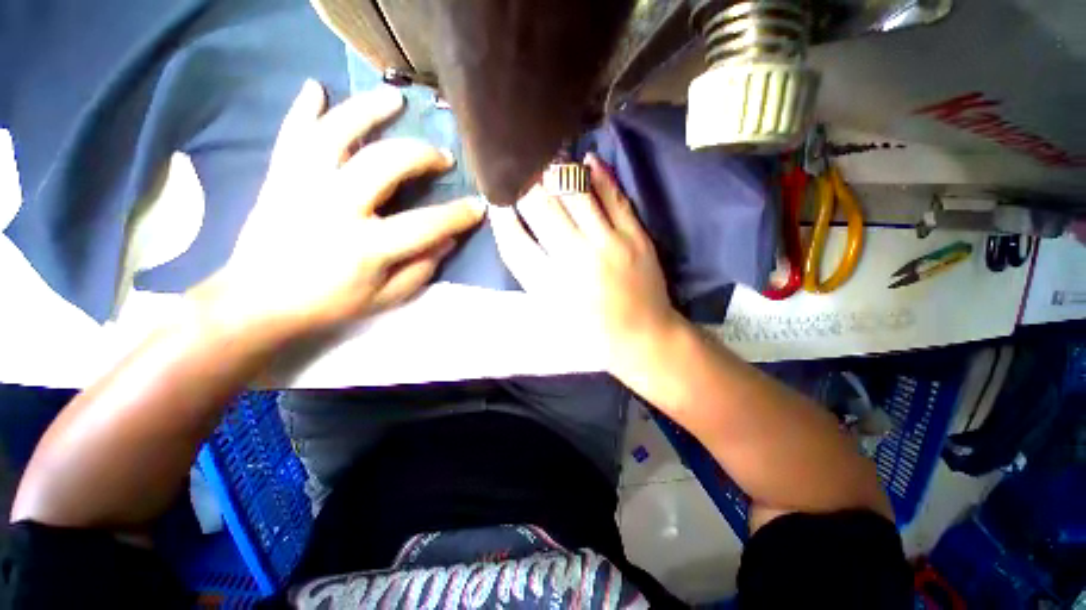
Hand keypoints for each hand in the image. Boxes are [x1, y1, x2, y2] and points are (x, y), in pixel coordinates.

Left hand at [191, 80, 485, 337]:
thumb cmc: (329, 303)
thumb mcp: (386, 298)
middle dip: (421, 155)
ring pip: (335, 134)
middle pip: (384, 164)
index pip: (425, 225)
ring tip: (395, 98)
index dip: (458, 215)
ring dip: (368, 110)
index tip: (478, 205)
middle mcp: (334, 207)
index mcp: (365, 246)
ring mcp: (302, 186)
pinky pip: (292, 135)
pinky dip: (304, 109)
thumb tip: (448, 240)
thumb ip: (421, 269)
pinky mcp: (279, 178)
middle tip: (442, 156)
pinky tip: (317, 87)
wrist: (257, 301)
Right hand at [491, 154, 681, 370]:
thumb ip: (531, 275)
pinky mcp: (636, 236)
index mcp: (550, 287)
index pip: (514, 240)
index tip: (497, 200)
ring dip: (555, 171)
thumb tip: (514, 230)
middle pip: (540, 207)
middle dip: (523, 185)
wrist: (642, 337)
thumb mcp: (552, 313)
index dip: (501, 216)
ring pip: (575, 192)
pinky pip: (614, 195)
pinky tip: (586, 160)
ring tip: (547, 161)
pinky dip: (597, 173)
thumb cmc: (591, 333)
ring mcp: (609, 244)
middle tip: (518, 174)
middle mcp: (576, 260)